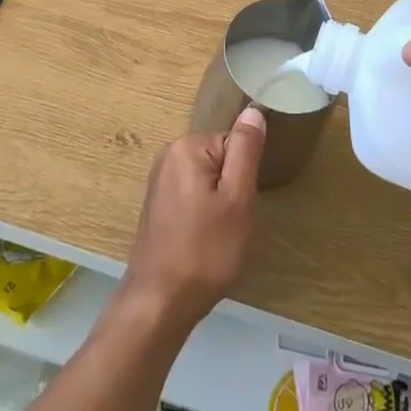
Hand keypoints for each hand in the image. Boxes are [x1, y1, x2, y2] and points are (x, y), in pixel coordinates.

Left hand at [121, 109, 265, 331]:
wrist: (161, 300)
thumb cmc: (207, 249)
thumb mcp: (238, 198)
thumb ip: (246, 149)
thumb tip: (253, 110)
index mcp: (187, 145)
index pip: (235, 144)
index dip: (244, 176)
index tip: (240, 206)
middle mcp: (168, 154)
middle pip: (220, 160)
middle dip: (232, 189)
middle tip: (231, 223)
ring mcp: (159, 179)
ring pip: (208, 180)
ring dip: (219, 203)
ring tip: (216, 234)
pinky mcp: (157, 203)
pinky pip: (193, 195)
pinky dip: (203, 213)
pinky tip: (201, 239)